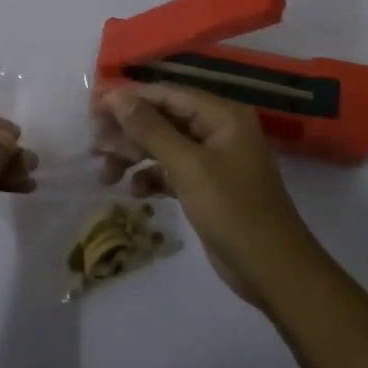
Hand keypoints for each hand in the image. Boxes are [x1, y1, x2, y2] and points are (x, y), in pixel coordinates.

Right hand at [97, 84, 326, 309]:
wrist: (274, 272)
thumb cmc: (234, 211)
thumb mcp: (189, 167)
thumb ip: (151, 129)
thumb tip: (117, 95)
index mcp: (221, 115)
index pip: (167, 94)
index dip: (129, 97)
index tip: (93, 106)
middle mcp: (217, 130)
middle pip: (162, 119)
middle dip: (128, 131)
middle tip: (93, 144)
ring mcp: (213, 159)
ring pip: (163, 146)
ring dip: (134, 156)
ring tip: (105, 172)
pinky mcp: (206, 186)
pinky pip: (171, 171)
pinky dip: (152, 177)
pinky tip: (135, 191)